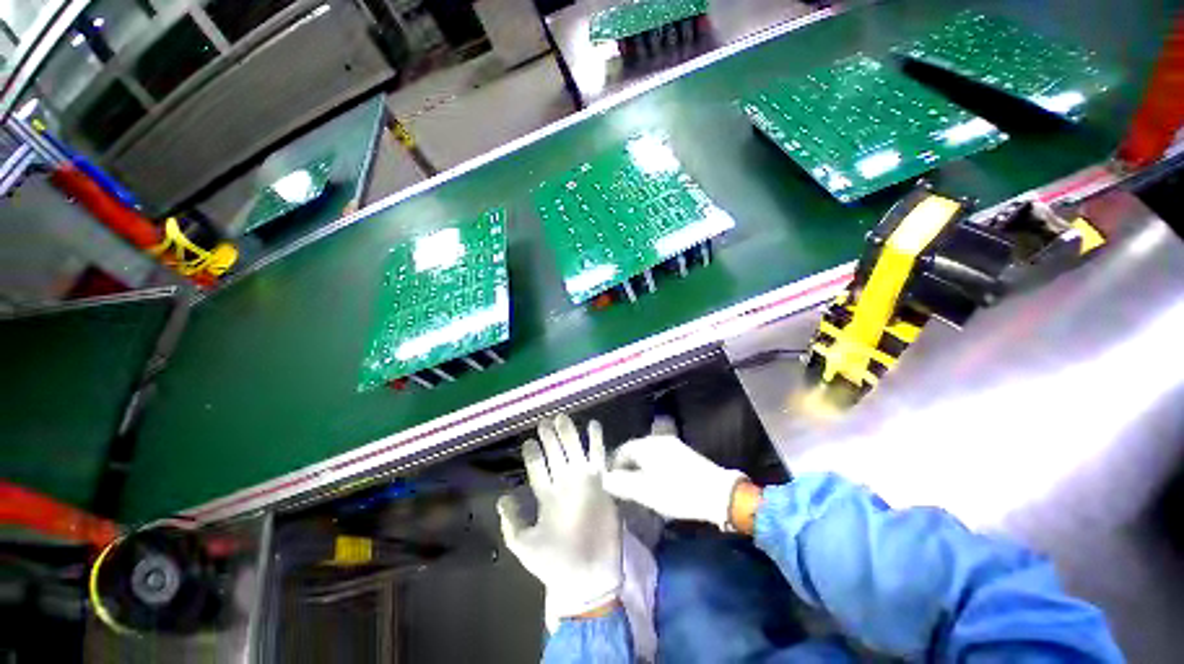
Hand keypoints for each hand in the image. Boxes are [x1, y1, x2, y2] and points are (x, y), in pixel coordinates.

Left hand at [498, 415, 622, 618]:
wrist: (587, 577)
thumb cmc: (554, 563)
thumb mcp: (524, 544)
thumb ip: (512, 521)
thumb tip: (501, 498)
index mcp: (546, 496)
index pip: (538, 469)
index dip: (533, 454)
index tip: (529, 440)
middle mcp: (564, 485)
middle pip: (555, 455)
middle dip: (550, 438)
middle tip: (545, 421)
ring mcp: (583, 482)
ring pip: (575, 451)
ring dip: (570, 435)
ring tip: (563, 418)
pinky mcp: (602, 484)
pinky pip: (598, 458)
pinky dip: (596, 442)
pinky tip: (594, 426)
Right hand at [603, 435, 747, 530]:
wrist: (718, 493)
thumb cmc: (677, 491)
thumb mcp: (645, 491)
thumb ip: (622, 484)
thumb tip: (605, 479)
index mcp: (646, 445)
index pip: (622, 450)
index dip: (614, 466)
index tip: (611, 483)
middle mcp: (658, 440)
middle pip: (635, 451)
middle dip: (627, 468)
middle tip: (624, 488)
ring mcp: (673, 445)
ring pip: (648, 455)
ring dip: (640, 469)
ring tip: (639, 488)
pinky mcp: (684, 453)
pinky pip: (661, 458)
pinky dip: (653, 469)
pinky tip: (658, 484)